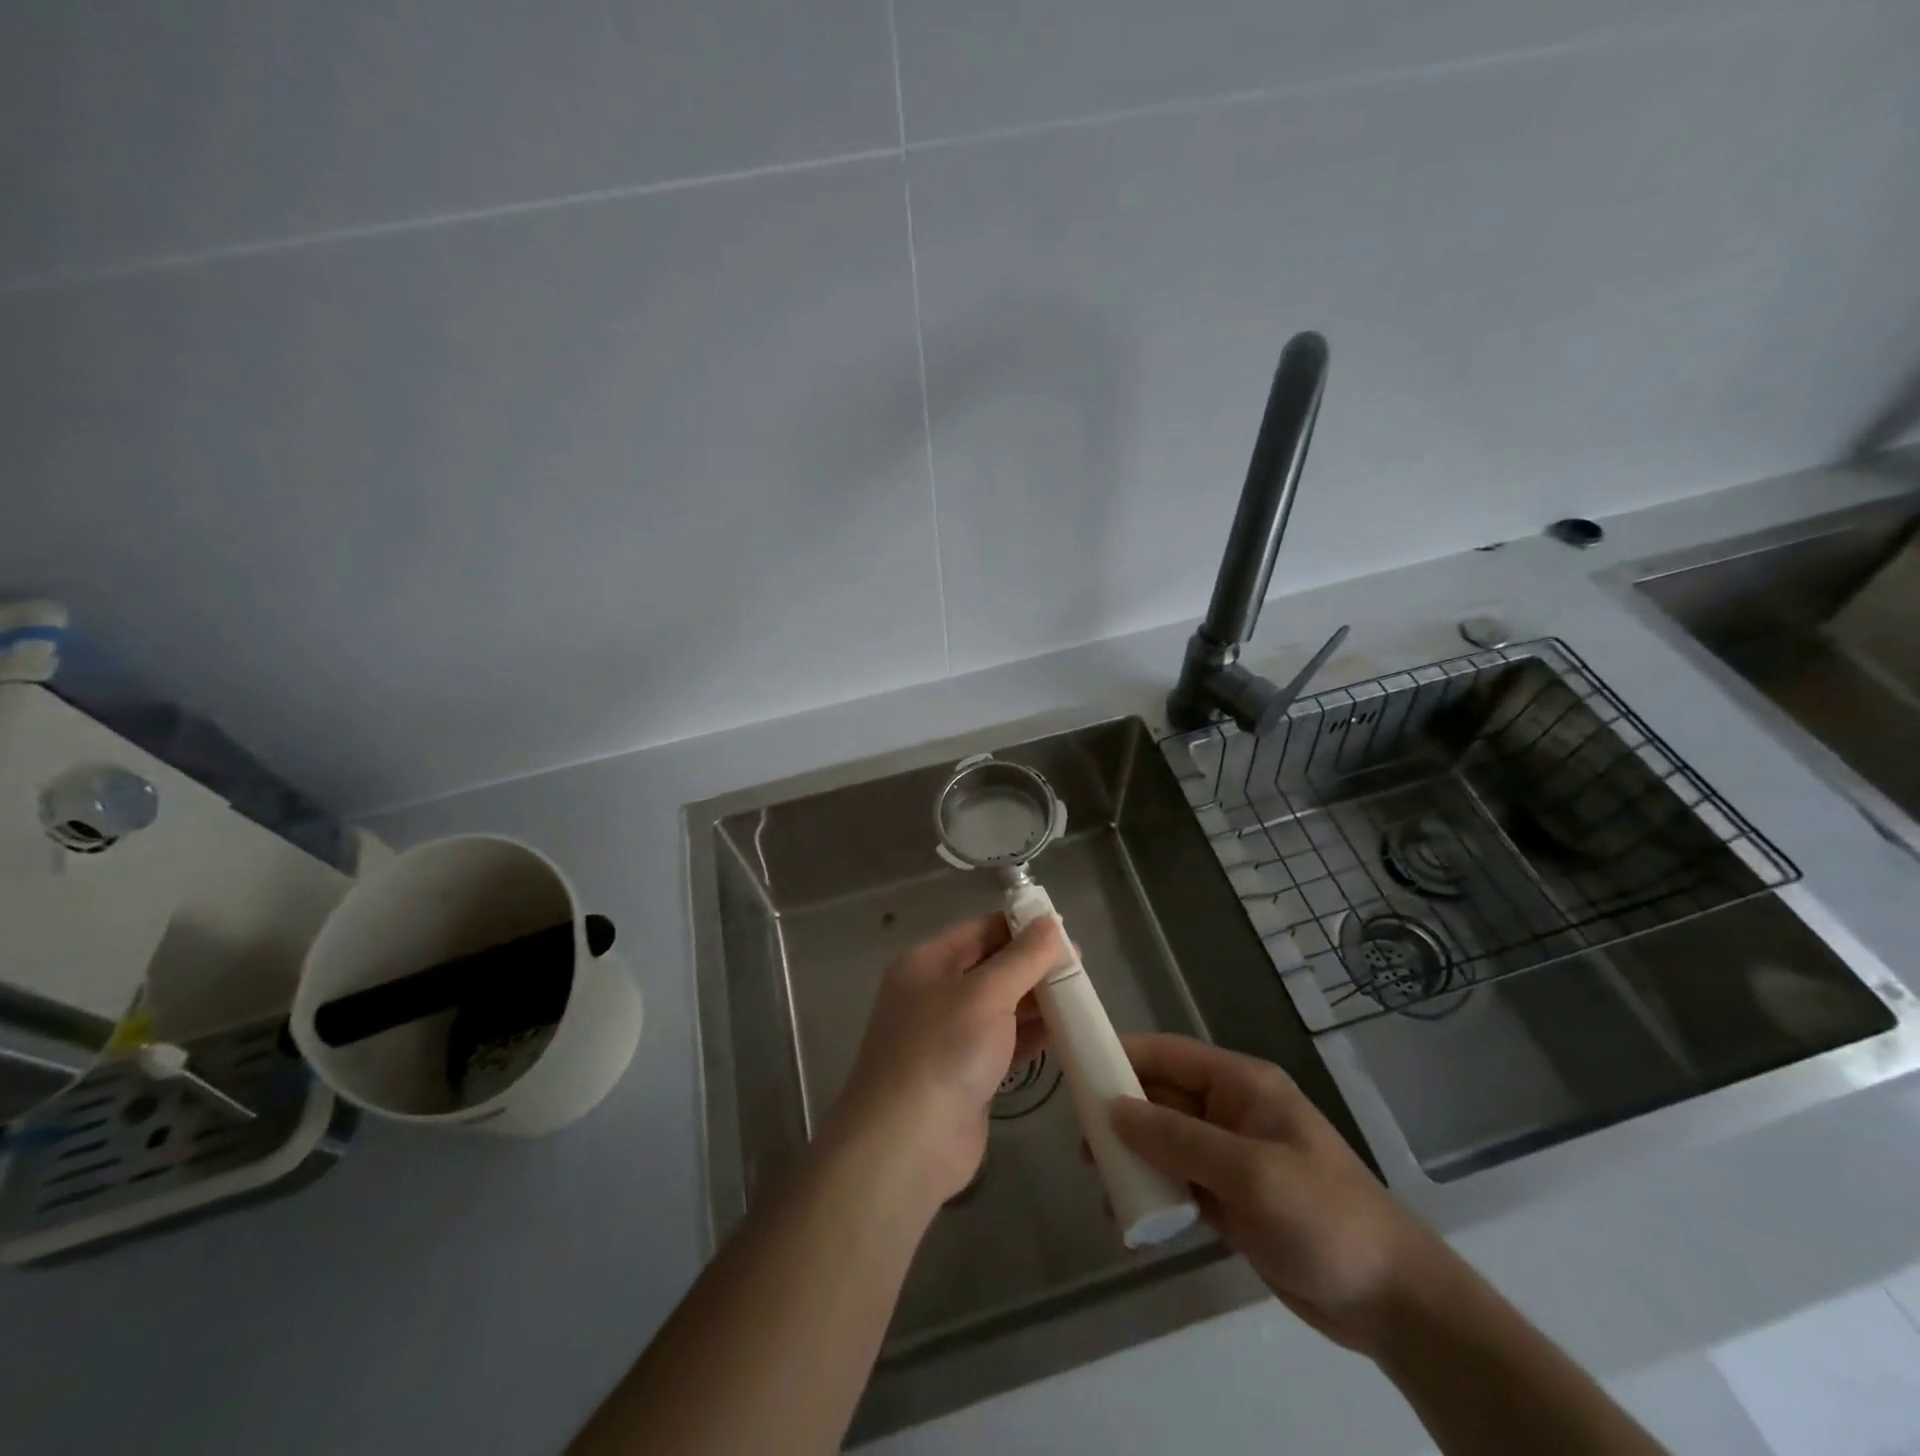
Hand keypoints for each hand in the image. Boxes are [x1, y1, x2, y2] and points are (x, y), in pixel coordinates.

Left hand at [830, 915, 1062, 1204]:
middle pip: (991, 968)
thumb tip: (1051, 922)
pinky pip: (1005, 1043)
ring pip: (1001, 1007)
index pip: (979, 930)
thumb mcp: (986, 994)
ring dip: (1037, 1001)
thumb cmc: (943, 1052)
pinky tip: (1066, 1031)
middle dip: (1033, 965)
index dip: (1020, 926)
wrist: (908, 1145)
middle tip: (1081, 966)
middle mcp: (935, 994)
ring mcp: (950, 1037)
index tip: (1063, 929)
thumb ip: (1022, 958)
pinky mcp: (967, 1074)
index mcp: (927, 964)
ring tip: (1082, 995)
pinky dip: (1032, 1036)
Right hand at [1111, 1034, 1446, 1354]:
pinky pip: (1177, 1181)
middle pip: (1161, 1097)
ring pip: (1164, 1141)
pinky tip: (1126, 1213)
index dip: (1123, 1056)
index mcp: (1241, 1085)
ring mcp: (1229, 1156)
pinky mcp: (1229, 1198)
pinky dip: (1151, 1191)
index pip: (1169, 1056)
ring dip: (1131, 1156)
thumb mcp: (1249, 1172)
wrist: (1392, 1302)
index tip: (1076, 1069)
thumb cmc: (1323, 1217)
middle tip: (1081, 1142)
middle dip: (1120, 1113)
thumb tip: (1112, 1109)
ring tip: (1097, 1181)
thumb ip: (1178, 1138)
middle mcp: (1230, 1111)